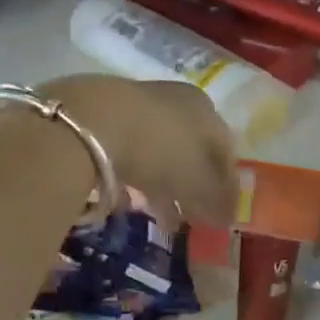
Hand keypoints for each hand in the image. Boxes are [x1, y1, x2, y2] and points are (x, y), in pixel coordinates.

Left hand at [39, 75, 239, 227]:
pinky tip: (125, 200)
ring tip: (158, 218)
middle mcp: (176, 101)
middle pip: (191, 151)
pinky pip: (127, 152)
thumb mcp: (197, 182)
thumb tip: (228, 218)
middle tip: (189, 218)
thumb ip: (216, 201)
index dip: (226, 186)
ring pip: (158, 151)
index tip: (221, 215)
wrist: (91, 120)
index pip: (225, 151)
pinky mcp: (104, 115)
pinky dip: (132, 177)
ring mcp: (138, 105)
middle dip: (192, 187)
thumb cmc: (159, 149)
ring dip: (162, 186)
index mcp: (206, 110)